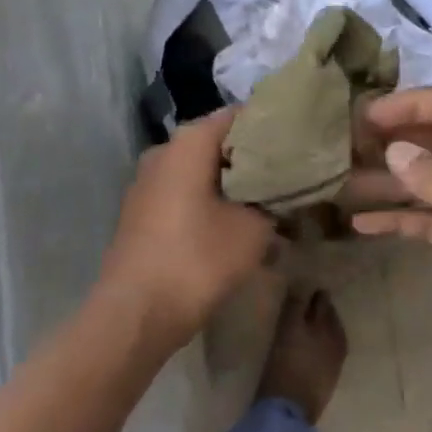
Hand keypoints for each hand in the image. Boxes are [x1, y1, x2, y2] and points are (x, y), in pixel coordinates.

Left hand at [102, 109, 277, 348]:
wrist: (134, 315)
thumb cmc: (197, 260)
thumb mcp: (253, 230)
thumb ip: (272, 202)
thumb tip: (279, 194)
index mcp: (189, 142)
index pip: (238, 116)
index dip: (269, 126)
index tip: (297, 142)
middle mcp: (164, 151)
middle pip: (217, 143)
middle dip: (251, 158)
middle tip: (287, 175)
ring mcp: (146, 182)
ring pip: (199, 170)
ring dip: (230, 183)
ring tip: (266, 202)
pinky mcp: (140, 212)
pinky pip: (182, 193)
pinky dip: (208, 202)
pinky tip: (232, 225)